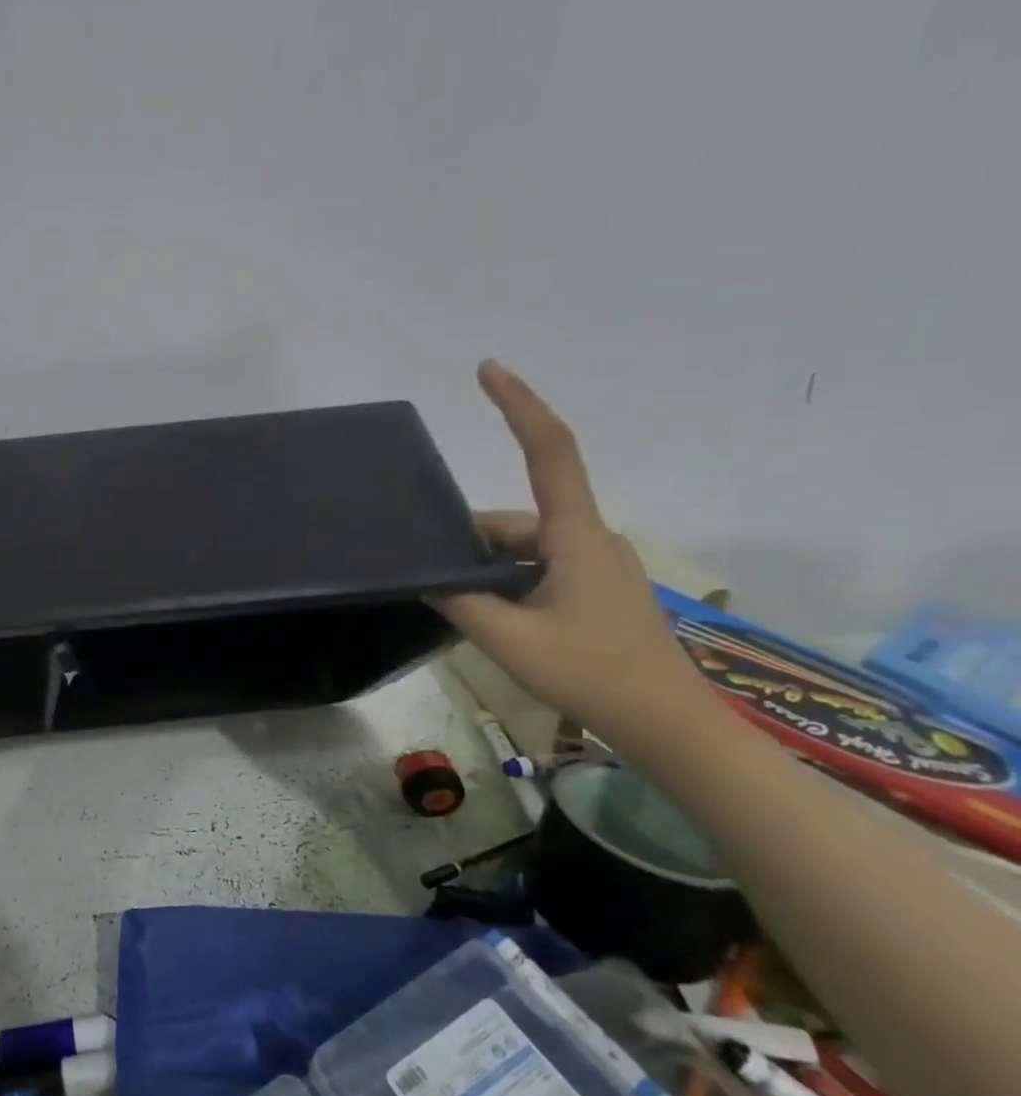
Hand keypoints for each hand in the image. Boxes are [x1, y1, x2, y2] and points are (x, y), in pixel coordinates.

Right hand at [429, 361, 717, 743]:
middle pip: (516, 519)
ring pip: (525, 549)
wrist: (671, 726)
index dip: (519, 405)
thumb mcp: (508, 639)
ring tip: (465, 613)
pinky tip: (494, 620)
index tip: (488, 369)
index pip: (549, 452)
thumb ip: (459, 601)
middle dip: (471, 543)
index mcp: (575, 536)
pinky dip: (510, 584)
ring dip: (489, 571)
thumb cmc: (592, 674)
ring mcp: (599, 565)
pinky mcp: (600, 590)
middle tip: (435, 583)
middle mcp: (591, 538)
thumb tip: (424, 576)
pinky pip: (541, 568)